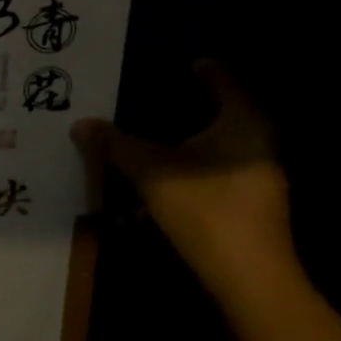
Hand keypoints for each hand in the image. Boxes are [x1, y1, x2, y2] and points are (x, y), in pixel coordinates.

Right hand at [72, 61, 295, 293]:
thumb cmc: (205, 210)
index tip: (182, 59)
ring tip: (151, 134)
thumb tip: (81, 124)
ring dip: (187, 140)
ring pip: (218, 146)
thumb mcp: (150, 172)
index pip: (223, 81)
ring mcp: (258, 177)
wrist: (249, 280)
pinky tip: (163, 175)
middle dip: (189, 105)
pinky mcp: (250, 205)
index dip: (202, 69)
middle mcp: (258, 144)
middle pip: (222, 114)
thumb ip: (115, 145)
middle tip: (154, 93)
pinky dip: (191, 166)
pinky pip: (216, 171)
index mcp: (243, 124)